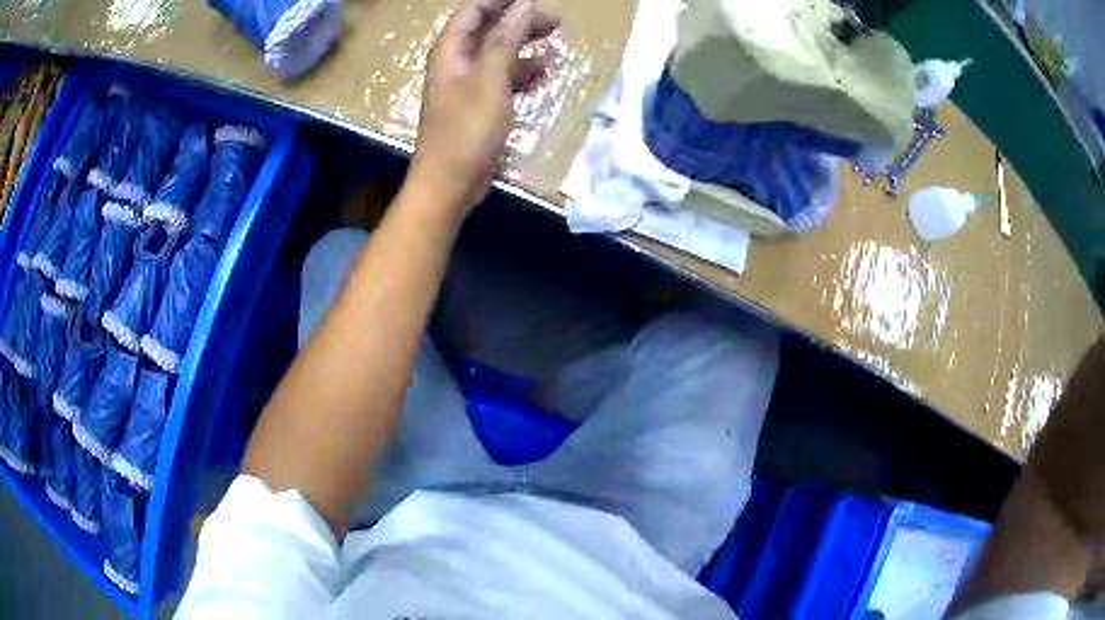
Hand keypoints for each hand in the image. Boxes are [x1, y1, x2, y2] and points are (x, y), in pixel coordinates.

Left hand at [407, 0, 559, 213]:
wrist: (449, 184)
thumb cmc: (466, 131)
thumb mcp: (490, 80)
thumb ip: (506, 40)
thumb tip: (524, 5)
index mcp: (450, 52)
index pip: (473, 11)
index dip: (500, 0)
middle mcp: (455, 63)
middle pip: (487, 30)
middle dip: (519, 21)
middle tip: (554, 21)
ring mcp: (465, 86)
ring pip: (496, 54)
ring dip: (523, 47)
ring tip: (553, 44)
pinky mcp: (476, 106)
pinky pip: (500, 79)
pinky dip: (520, 73)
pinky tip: (542, 76)